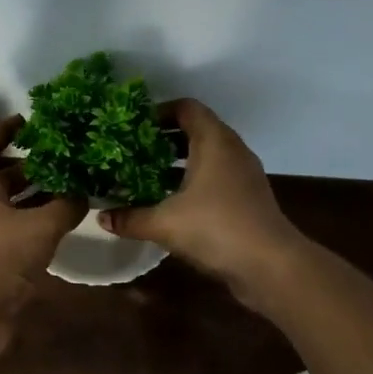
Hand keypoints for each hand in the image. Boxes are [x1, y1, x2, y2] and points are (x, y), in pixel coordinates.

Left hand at [0, 114, 86, 291]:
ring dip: (35, 196)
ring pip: (9, 205)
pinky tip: (64, 222)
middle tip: (62, 156)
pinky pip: (15, 231)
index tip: (28, 121)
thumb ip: (65, 205)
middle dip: (28, 165)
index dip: (3, 130)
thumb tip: (84, 192)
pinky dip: (36, 223)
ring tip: (71, 186)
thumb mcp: (41, 226)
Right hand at [99, 99, 304, 298]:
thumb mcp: (164, 223)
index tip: (133, 127)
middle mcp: (231, 150)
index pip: (186, 108)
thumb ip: (130, 218)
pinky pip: (215, 178)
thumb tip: (101, 218)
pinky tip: (169, 204)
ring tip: (145, 177)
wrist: (270, 265)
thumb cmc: (216, 228)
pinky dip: (192, 182)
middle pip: (195, 131)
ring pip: (205, 157)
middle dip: (162, 140)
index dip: (159, 112)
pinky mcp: (246, 198)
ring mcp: (243, 175)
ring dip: (176, 164)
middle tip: (132, 152)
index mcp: (214, 141)